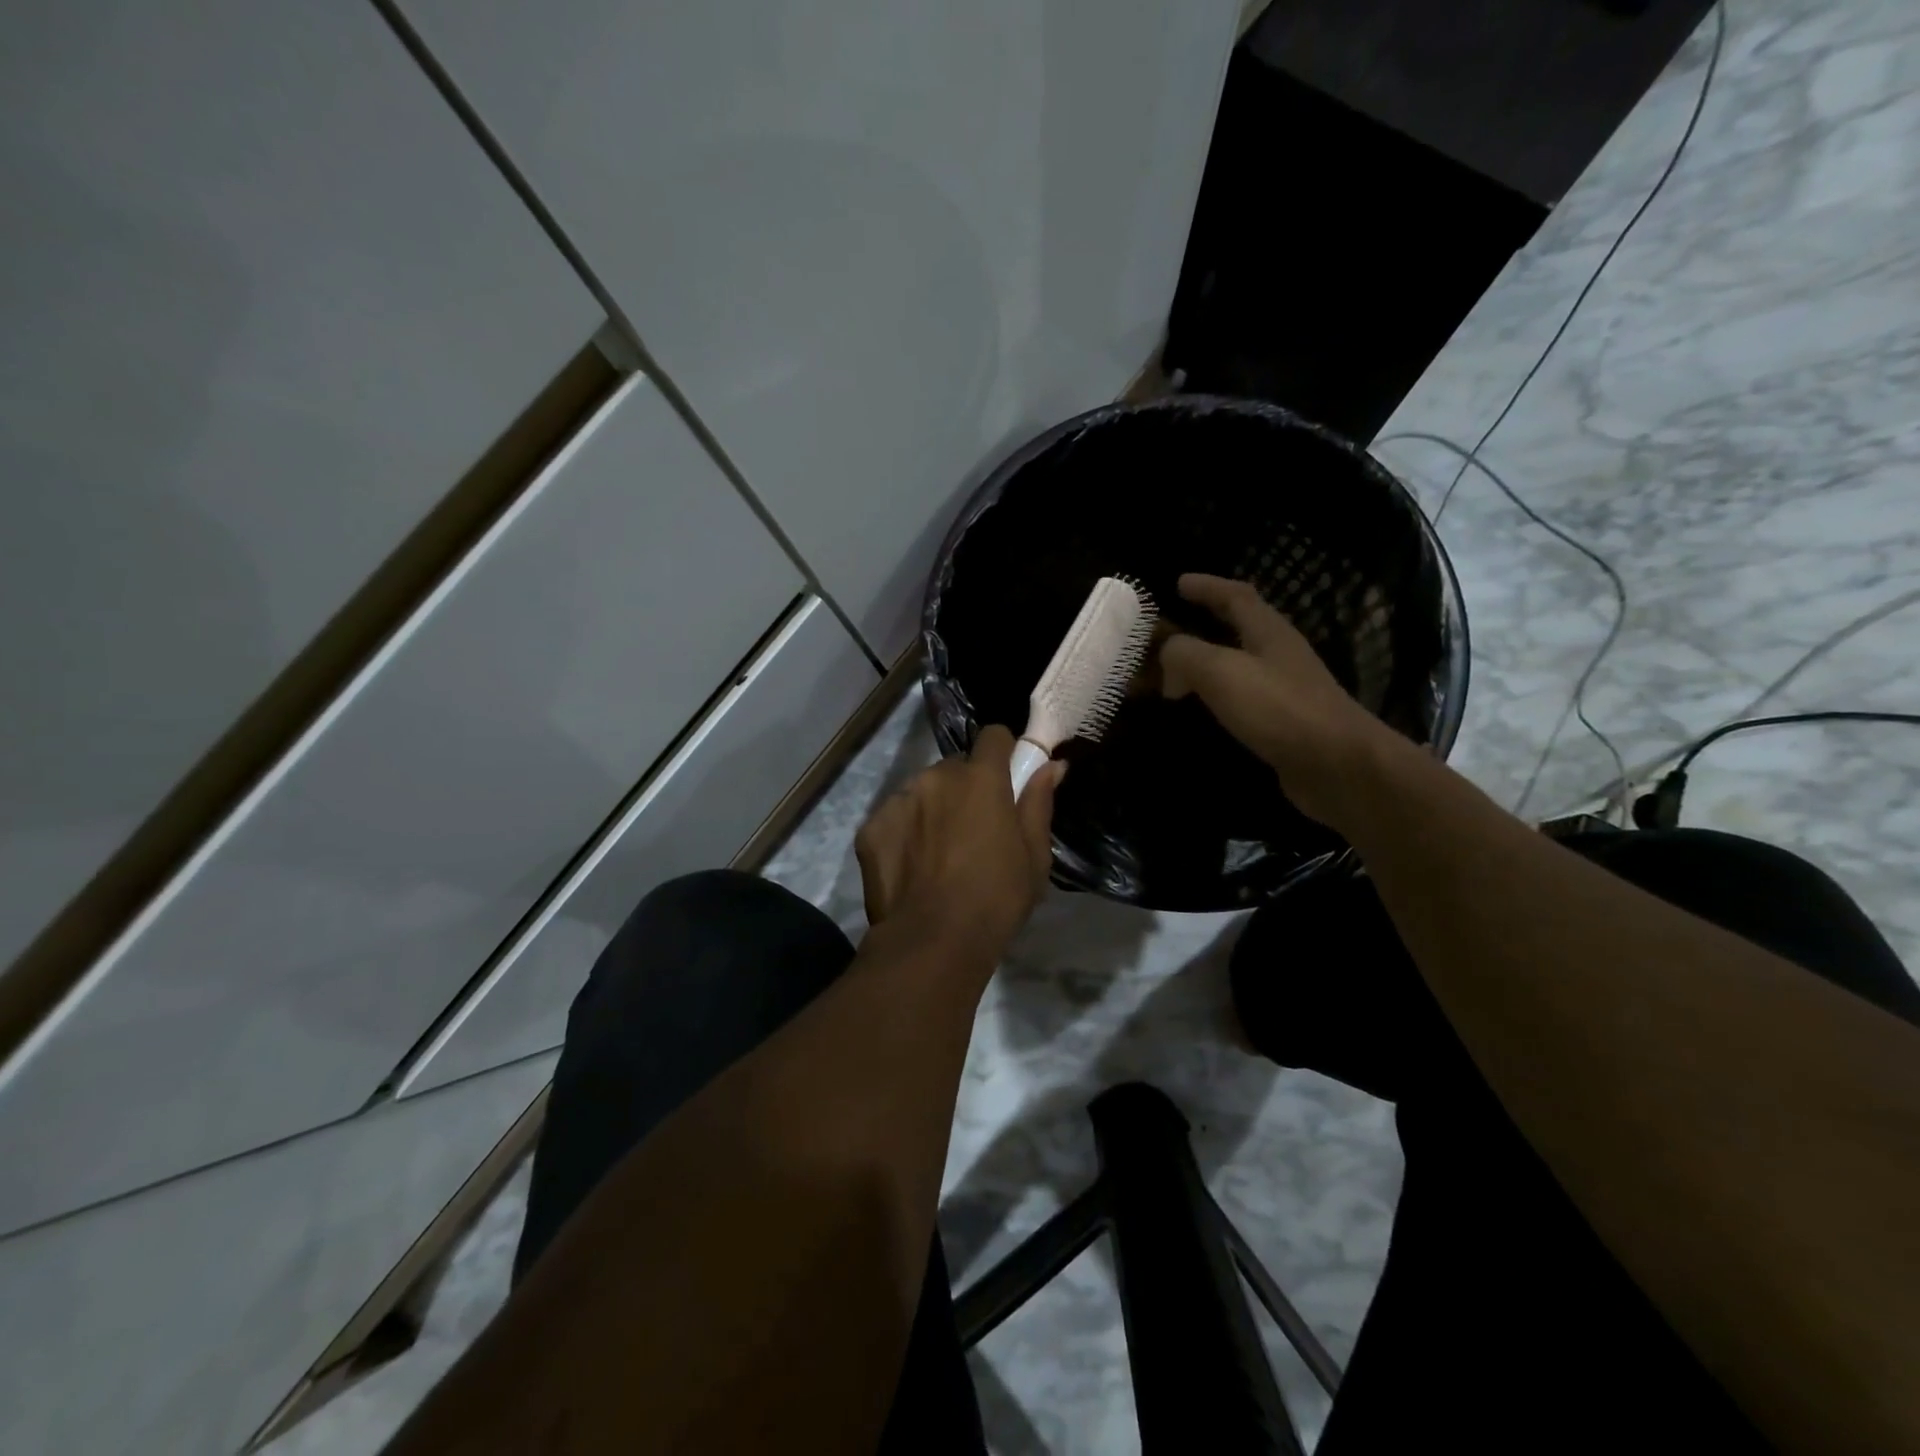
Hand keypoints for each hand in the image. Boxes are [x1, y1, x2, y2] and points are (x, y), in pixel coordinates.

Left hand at [855, 724, 1062, 960]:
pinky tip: (912, 868)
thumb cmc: (996, 899)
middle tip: (973, 830)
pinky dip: (903, 833)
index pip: (993, 736)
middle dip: (965, 788)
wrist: (932, 941)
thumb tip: (1053, 765)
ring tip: (938, 854)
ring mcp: (898, 800)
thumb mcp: (1034, 856)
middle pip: (955, 768)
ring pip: (921, 791)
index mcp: (981, 778)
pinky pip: (893, 818)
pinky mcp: (871, 828)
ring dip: (932, 809)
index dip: (1003, 752)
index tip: (1007, 777)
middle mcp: (936, 777)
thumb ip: (1039, 803)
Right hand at [1159, 573, 1402, 827]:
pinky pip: (1242, 699)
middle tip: (1169, 631)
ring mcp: (1285, 690)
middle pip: (1240, 627)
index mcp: (1268, 631)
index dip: (1207, 586)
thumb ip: (1185, 655)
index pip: (1236, 596)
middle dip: (1206, 623)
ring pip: (1239, 665)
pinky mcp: (1284, 723)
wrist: (1338, 766)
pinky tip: (1202, 711)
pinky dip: (1217, 697)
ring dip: (1208, 663)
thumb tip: (1167, 662)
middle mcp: (1279, 655)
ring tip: (1176, 673)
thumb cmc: (1280, 708)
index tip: (1178, 583)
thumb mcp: (1221, 671)